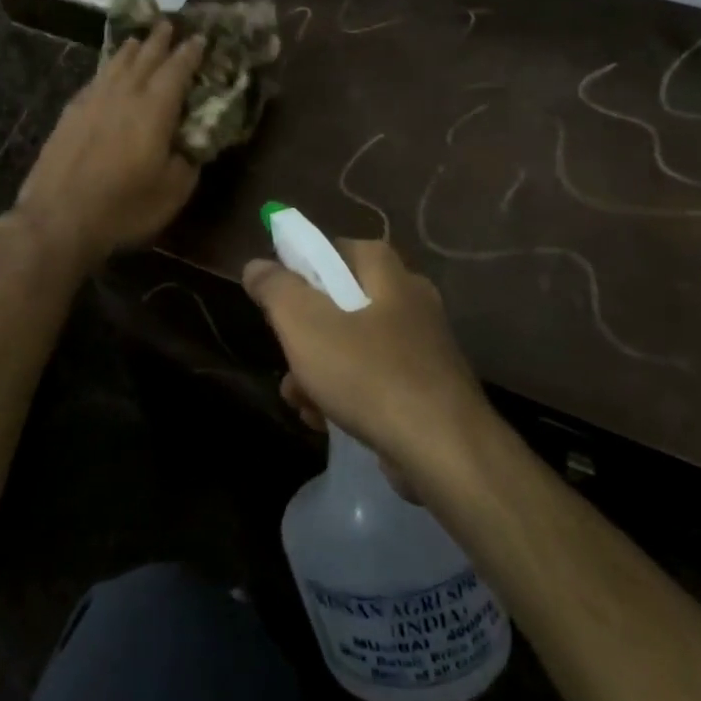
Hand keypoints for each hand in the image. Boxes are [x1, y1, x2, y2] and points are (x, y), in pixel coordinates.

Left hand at [11, 21, 205, 268]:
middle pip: (145, 58)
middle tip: (168, 24)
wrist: (58, 217)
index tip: (199, 38)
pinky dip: (106, 69)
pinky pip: (95, 79)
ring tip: (138, 40)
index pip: (177, 70)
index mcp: (154, 109)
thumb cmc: (124, 207)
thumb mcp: (172, 192)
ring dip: (130, 49)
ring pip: (115, 64)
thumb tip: (191, 146)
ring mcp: (92, 101)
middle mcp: (124, 95)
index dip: (190, 53)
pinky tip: (106, 72)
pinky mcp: (70, 113)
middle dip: (160, 41)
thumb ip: (187, 162)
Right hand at [243, 239, 491, 484]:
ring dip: (318, 370)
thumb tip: (256, 265)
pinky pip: (375, 380)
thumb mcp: (304, 324)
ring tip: (299, 400)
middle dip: (304, 334)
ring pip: (354, 346)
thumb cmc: (369, 375)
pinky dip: (347, 395)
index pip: (335, 249)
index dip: (301, 268)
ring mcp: (423, 346)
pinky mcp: (428, 389)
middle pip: (341, 302)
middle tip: (286, 355)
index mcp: (388, 272)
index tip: (278, 297)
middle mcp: (410, 300)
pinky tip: (325, 421)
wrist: (444, 452)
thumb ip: (275, 288)